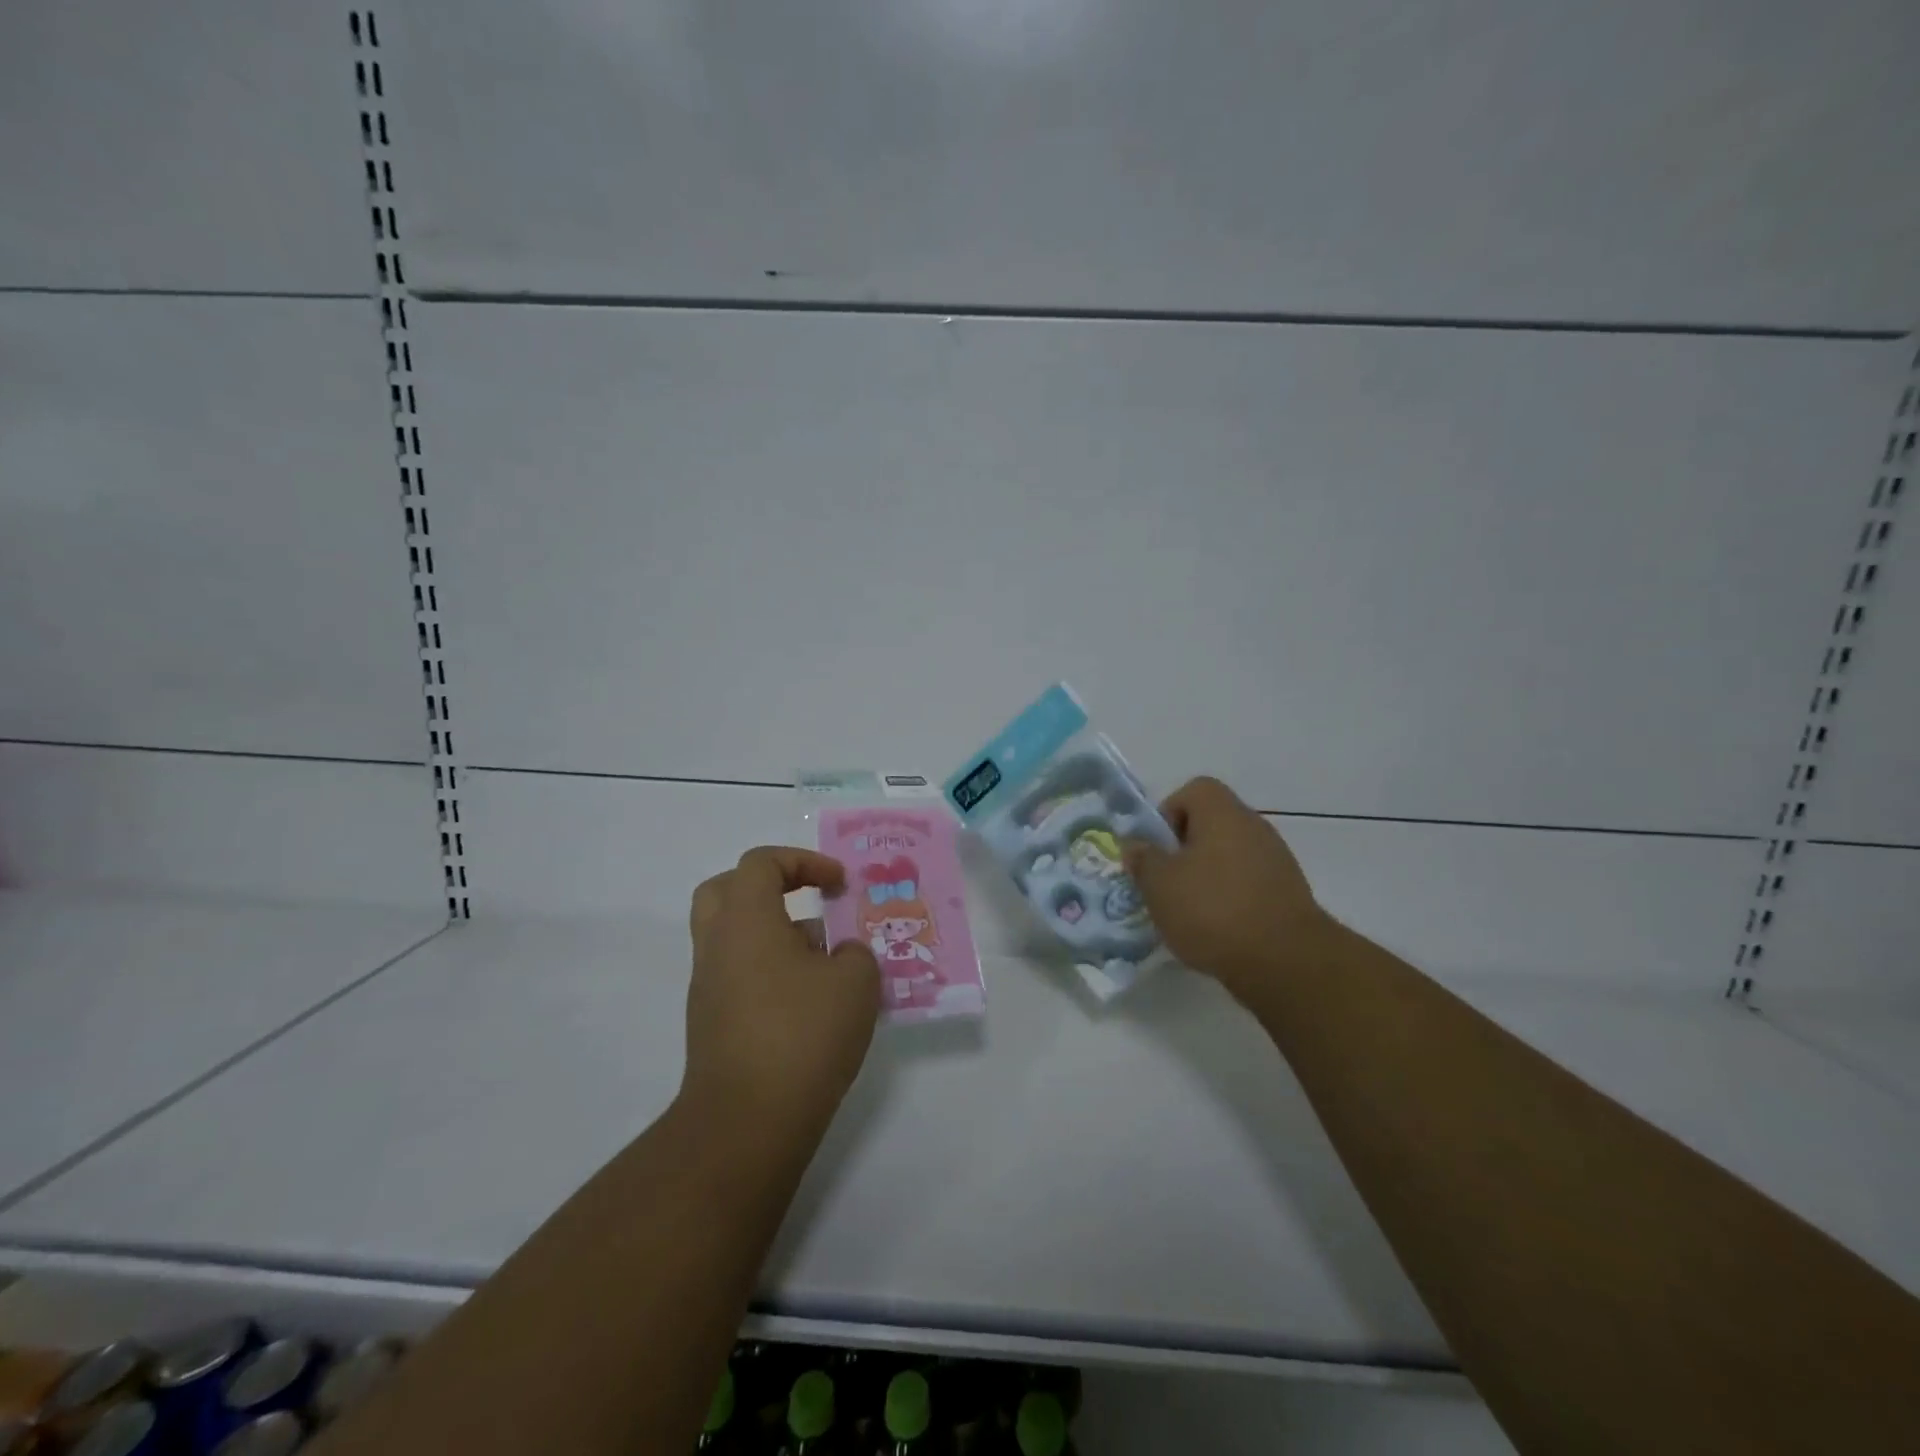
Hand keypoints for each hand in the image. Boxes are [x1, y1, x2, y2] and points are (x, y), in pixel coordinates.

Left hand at [682, 847, 879, 1129]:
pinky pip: (738, 974)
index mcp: (746, 920)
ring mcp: (709, 986)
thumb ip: (854, 954)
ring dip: (775, 933)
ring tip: (826, 960)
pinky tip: (811, 1002)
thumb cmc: (802, 1034)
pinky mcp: (711, 1023)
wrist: (746, 1123)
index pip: (761, 863)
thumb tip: (840, 955)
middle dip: (770, 886)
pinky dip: (769, 970)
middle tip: (808, 900)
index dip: (803, 861)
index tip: (838, 884)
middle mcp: (718, 945)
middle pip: (727, 890)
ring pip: (733, 936)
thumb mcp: (855, 982)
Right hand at [1124, 776, 1330, 1000]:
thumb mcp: (1159, 885)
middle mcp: (1254, 827)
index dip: (1169, 813)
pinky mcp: (1288, 894)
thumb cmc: (1213, 910)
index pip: (1194, 790)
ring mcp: (1276, 860)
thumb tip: (1136, 845)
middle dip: (1184, 851)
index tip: (1158, 849)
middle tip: (1166, 883)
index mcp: (1223, 813)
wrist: (1286, 962)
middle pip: (1211, 825)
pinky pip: (1248, 884)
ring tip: (1189, 913)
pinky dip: (1230, 899)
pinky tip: (1217, 930)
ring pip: (1229, 856)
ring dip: (1206, 877)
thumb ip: (1143, 859)